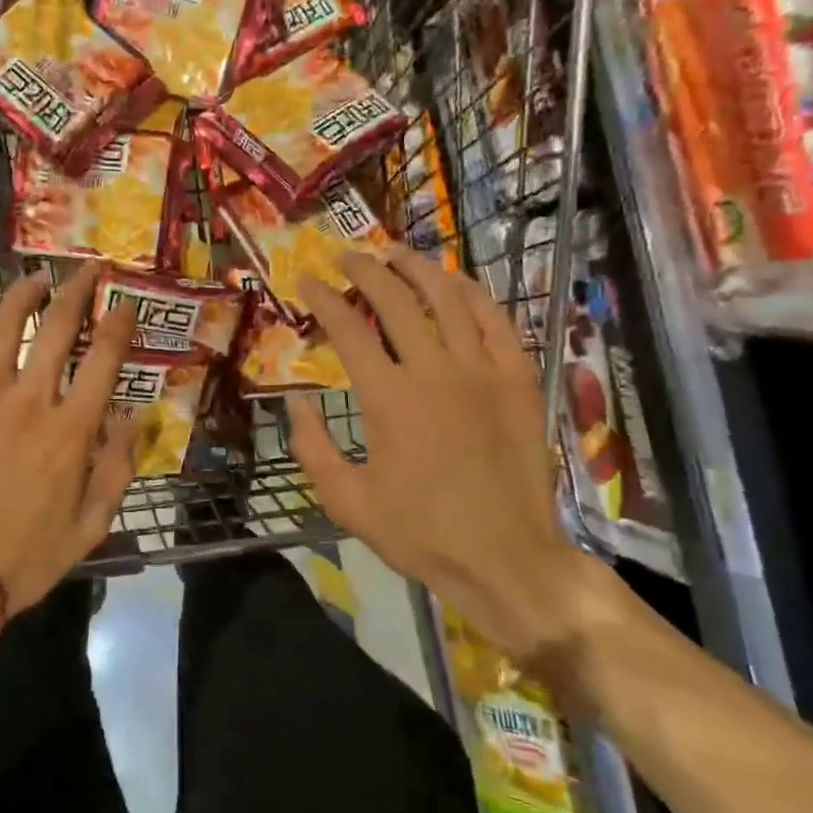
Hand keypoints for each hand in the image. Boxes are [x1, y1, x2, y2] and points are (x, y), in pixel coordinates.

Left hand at [0, 261, 136, 622]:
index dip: (118, 323)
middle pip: (56, 328)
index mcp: (70, 430)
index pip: (104, 359)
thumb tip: (134, 415)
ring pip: (1, 328)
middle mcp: (28, 401)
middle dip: (76, 290)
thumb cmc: (25, 557)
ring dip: (21, 296)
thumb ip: (118, 466)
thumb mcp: (91, 526)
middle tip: (86, 268)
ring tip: (34, 278)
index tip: (125, 302)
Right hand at [284, 247, 601, 664]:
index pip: (348, 328)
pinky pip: (497, 321)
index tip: (305, 279)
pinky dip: (474, 294)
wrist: (506, 559)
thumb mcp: (345, 500)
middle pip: (396, 300)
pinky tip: (456, 283)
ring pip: (448, 299)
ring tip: (396, 253)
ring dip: (418, 268)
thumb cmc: (419, 533)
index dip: (322, 298)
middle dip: (365, 270)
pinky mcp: (518, 381)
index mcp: (388, 398)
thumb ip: (311, 446)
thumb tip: (293, 400)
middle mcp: (434, 371)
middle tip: (346, 256)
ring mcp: (483, 372)